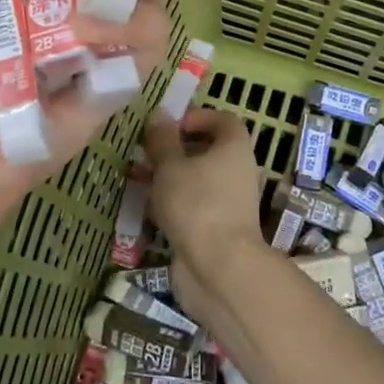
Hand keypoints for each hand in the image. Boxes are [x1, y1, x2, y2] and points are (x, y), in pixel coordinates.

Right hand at [143, 108, 271, 319]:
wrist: (220, 268)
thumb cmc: (197, 204)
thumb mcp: (171, 166)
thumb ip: (163, 139)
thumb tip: (159, 114)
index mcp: (235, 147)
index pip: (223, 120)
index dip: (197, 117)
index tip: (170, 126)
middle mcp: (239, 170)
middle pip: (210, 150)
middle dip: (178, 149)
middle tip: (149, 154)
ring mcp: (232, 202)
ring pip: (201, 179)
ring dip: (174, 178)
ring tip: (143, 181)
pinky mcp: (221, 228)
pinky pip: (198, 205)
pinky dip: (178, 203)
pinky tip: (152, 211)